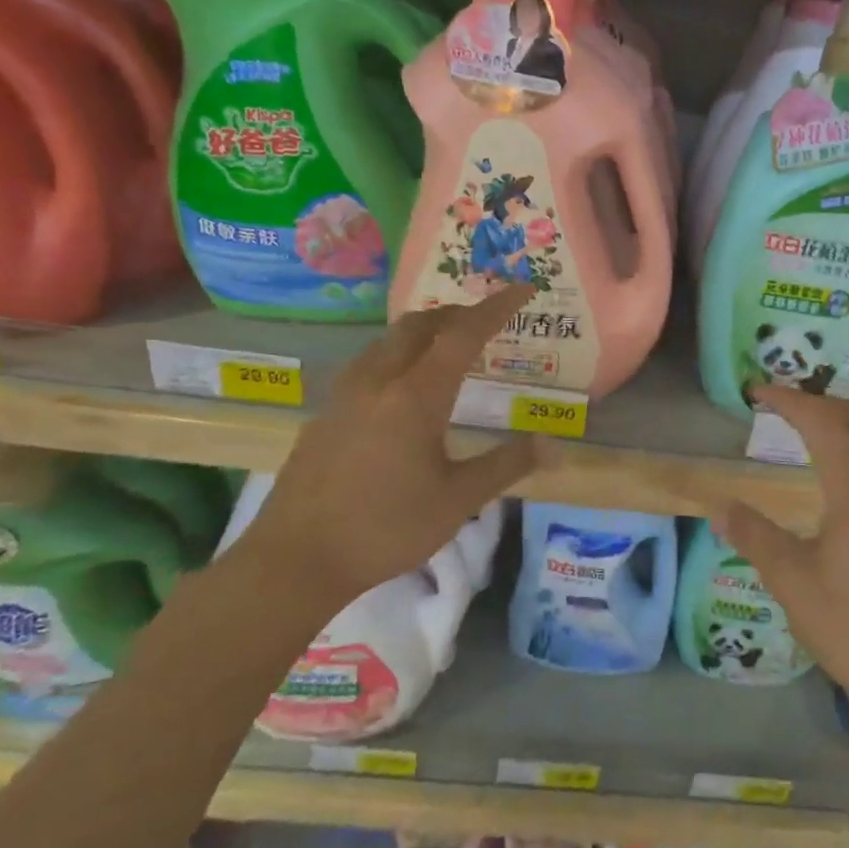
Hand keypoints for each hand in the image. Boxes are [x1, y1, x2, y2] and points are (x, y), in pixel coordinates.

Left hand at [234, 287, 539, 609]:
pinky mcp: (326, 414)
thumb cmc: (386, 527)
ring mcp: (345, 395)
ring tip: (449, 350)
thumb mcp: (459, 499)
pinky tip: (404, 390)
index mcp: (416, 395)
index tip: (522, 288)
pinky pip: (369, 364)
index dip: (496, 308)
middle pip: (419, 325)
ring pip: (388, 341)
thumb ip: (507, 464)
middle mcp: (378, 381)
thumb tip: (552, 444)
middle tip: (487, 322)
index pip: (463, 334)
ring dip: (424, 333)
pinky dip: (399, 356)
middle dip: (457, 314)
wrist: (296, 558)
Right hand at [716, 386, 848, 725]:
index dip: (789, 400)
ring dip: (848, 433)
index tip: (758, 391)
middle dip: (826, 403)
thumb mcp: (790, 579)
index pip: (823, 422)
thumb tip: (719, 506)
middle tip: (787, 408)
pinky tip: (844, 496)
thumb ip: (754, 535)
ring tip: (810, 443)